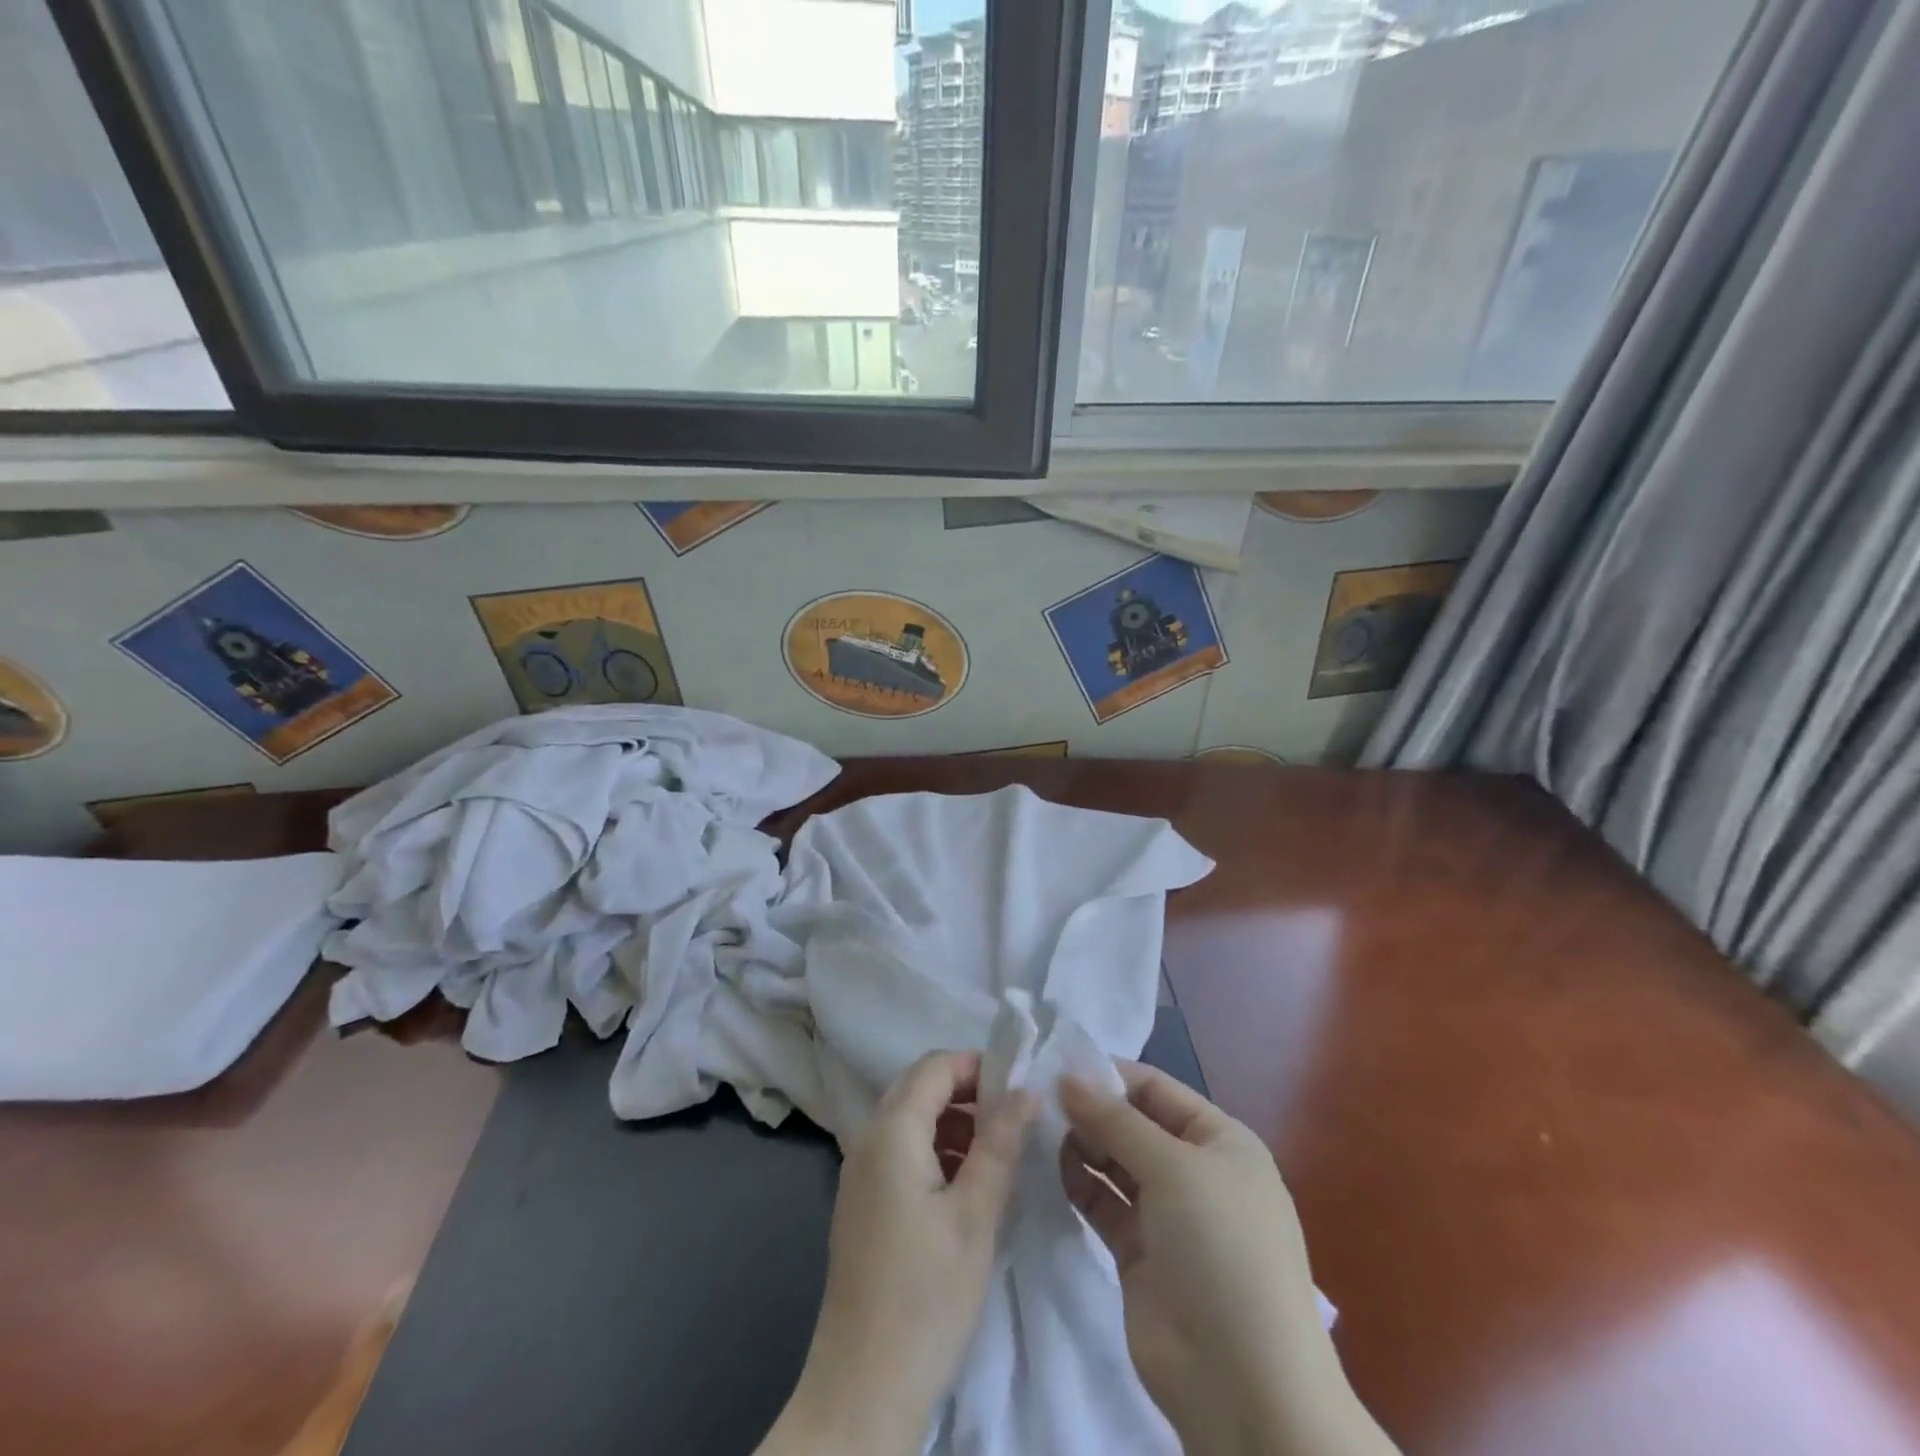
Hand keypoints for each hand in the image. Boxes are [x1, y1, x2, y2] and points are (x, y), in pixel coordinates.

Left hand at [759, 1051, 1034, 1455]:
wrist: (863, 1387)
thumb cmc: (926, 1294)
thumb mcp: (976, 1214)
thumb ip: (1000, 1143)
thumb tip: (1027, 1090)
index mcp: (891, 1132)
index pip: (934, 1067)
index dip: (977, 1065)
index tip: (1021, 1083)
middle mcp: (867, 1140)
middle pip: (918, 1088)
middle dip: (967, 1091)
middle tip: (1014, 1116)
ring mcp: (859, 1173)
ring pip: (910, 1120)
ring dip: (952, 1121)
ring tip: (998, 1151)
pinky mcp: (862, 1204)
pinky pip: (900, 1152)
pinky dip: (935, 1149)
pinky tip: (966, 1185)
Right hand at [1059, 1062, 1396, 1455]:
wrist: (1243, 1384)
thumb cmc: (1220, 1249)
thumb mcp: (1173, 1168)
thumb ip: (1115, 1120)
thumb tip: (1066, 1076)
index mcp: (1220, 1141)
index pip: (1157, 1089)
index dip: (1109, 1075)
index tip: (1055, 1064)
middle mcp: (1195, 1171)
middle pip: (1134, 1124)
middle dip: (1091, 1110)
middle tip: (1036, 1099)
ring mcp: (1168, 1216)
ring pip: (1116, 1163)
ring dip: (1081, 1144)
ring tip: (1036, 1129)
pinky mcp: (1140, 1254)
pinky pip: (1105, 1204)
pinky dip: (1080, 1184)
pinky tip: (1048, 1167)